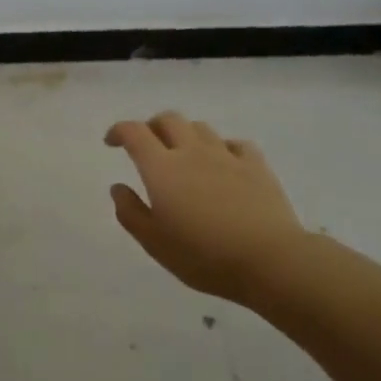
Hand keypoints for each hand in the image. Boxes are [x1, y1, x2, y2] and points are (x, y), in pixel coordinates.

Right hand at [106, 111, 307, 304]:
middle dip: (152, 126)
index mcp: (162, 168)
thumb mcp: (154, 243)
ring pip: (200, 128)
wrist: (269, 260)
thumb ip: (130, 212)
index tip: (111, 142)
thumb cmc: (203, 255)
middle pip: (168, 120)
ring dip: (185, 134)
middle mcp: (192, 152)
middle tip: (146, 145)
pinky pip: (235, 144)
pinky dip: (221, 147)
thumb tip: (118, 187)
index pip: (134, 132)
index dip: (119, 131)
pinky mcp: (256, 166)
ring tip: (182, 154)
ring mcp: (227, 155)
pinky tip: (222, 163)